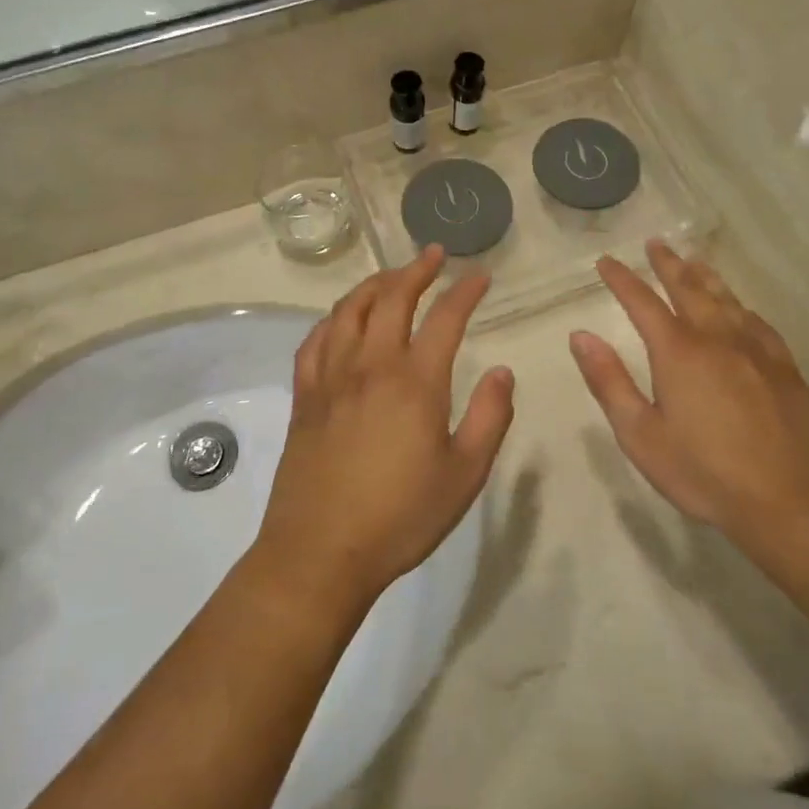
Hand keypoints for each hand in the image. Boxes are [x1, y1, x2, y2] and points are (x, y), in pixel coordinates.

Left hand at [256, 247, 514, 607]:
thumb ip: (488, 418)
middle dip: (416, 270)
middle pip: (391, 299)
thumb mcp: (464, 475)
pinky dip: (333, 319)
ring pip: (349, 311)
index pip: (444, 319)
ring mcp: (331, 379)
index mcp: (414, 383)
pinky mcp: (304, 397)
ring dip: (373, 284)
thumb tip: (503, 371)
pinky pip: (314, 341)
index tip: (480, 276)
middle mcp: (370, 367)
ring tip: (392, 276)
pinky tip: (342, 320)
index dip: (465, 292)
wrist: (320, 553)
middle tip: (434, 255)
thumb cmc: (400, 518)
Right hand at [570, 240, 808, 547]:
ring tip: (693, 260)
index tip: (607, 261)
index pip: (643, 302)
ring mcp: (755, 350)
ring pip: (726, 299)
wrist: (789, 499)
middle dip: (668, 264)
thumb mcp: (641, 435)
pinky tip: (740, 308)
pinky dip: (740, 306)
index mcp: (678, 352)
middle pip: (688, 288)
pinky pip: (756, 322)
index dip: (622, 279)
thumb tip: (581, 336)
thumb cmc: (704, 471)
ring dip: (705, 276)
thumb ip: (609, 382)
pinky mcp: (784, 367)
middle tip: (655, 243)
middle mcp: (716, 338)